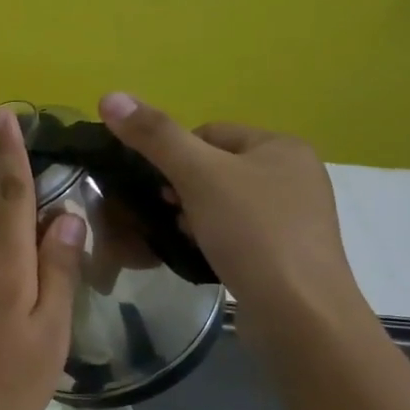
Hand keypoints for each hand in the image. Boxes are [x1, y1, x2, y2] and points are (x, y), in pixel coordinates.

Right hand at [96, 94, 369, 334]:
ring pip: (223, 201)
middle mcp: (295, 174)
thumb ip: (154, 135)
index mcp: (281, 146)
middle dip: (183, 189)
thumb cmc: (252, 232)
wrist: (300, 313)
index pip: (208, 133)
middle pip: (214, 167)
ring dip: (195, 215)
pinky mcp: (288, 252)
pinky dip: (214, 239)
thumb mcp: (197, 175)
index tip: (160, 186)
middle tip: (169, 213)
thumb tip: (109, 96)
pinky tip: (204, 255)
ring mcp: (295, 216)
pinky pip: (238, 232)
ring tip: (184, 237)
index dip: (174, 156)